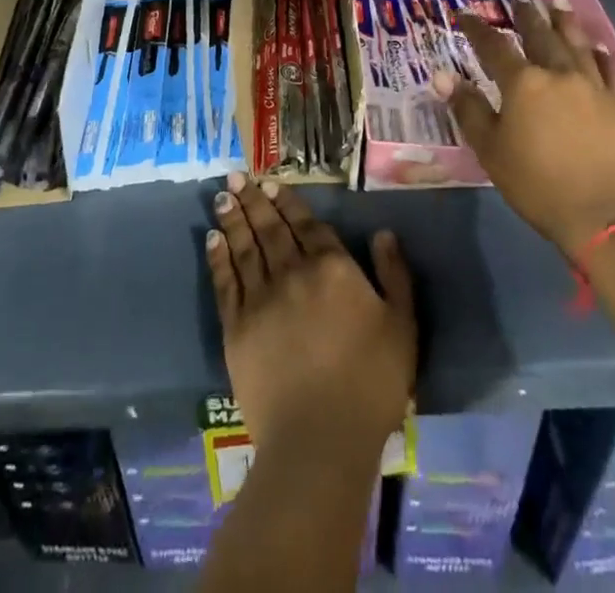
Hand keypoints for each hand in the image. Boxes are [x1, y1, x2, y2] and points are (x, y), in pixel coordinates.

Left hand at [206, 172, 415, 459]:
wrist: (320, 439)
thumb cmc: (371, 383)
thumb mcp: (402, 326)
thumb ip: (394, 275)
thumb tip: (383, 232)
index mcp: (333, 268)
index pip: (307, 224)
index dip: (288, 202)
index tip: (271, 182)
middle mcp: (293, 272)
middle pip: (270, 228)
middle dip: (254, 199)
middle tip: (237, 174)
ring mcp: (261, 298)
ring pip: (245, 247)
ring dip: (233, 218)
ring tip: (223, 195)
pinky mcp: (237, 328)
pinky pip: (225, 282)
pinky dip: (219, 257)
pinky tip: (212, 239)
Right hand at [442, 0, 614, 255]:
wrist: (606, 216)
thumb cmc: (538, 185)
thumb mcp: (491, 150)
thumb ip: (468, 109)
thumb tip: (443, 75)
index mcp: (524, 83)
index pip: (494, 46)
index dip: (477, 29)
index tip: (464, 13)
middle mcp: (560, 73)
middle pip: (540, 35)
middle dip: (527, 16)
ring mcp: (596, 86)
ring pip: (577, 44)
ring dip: (565, 22)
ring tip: (558, 4)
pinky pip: (610, 70)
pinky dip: (600, 55)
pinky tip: (598, 48)